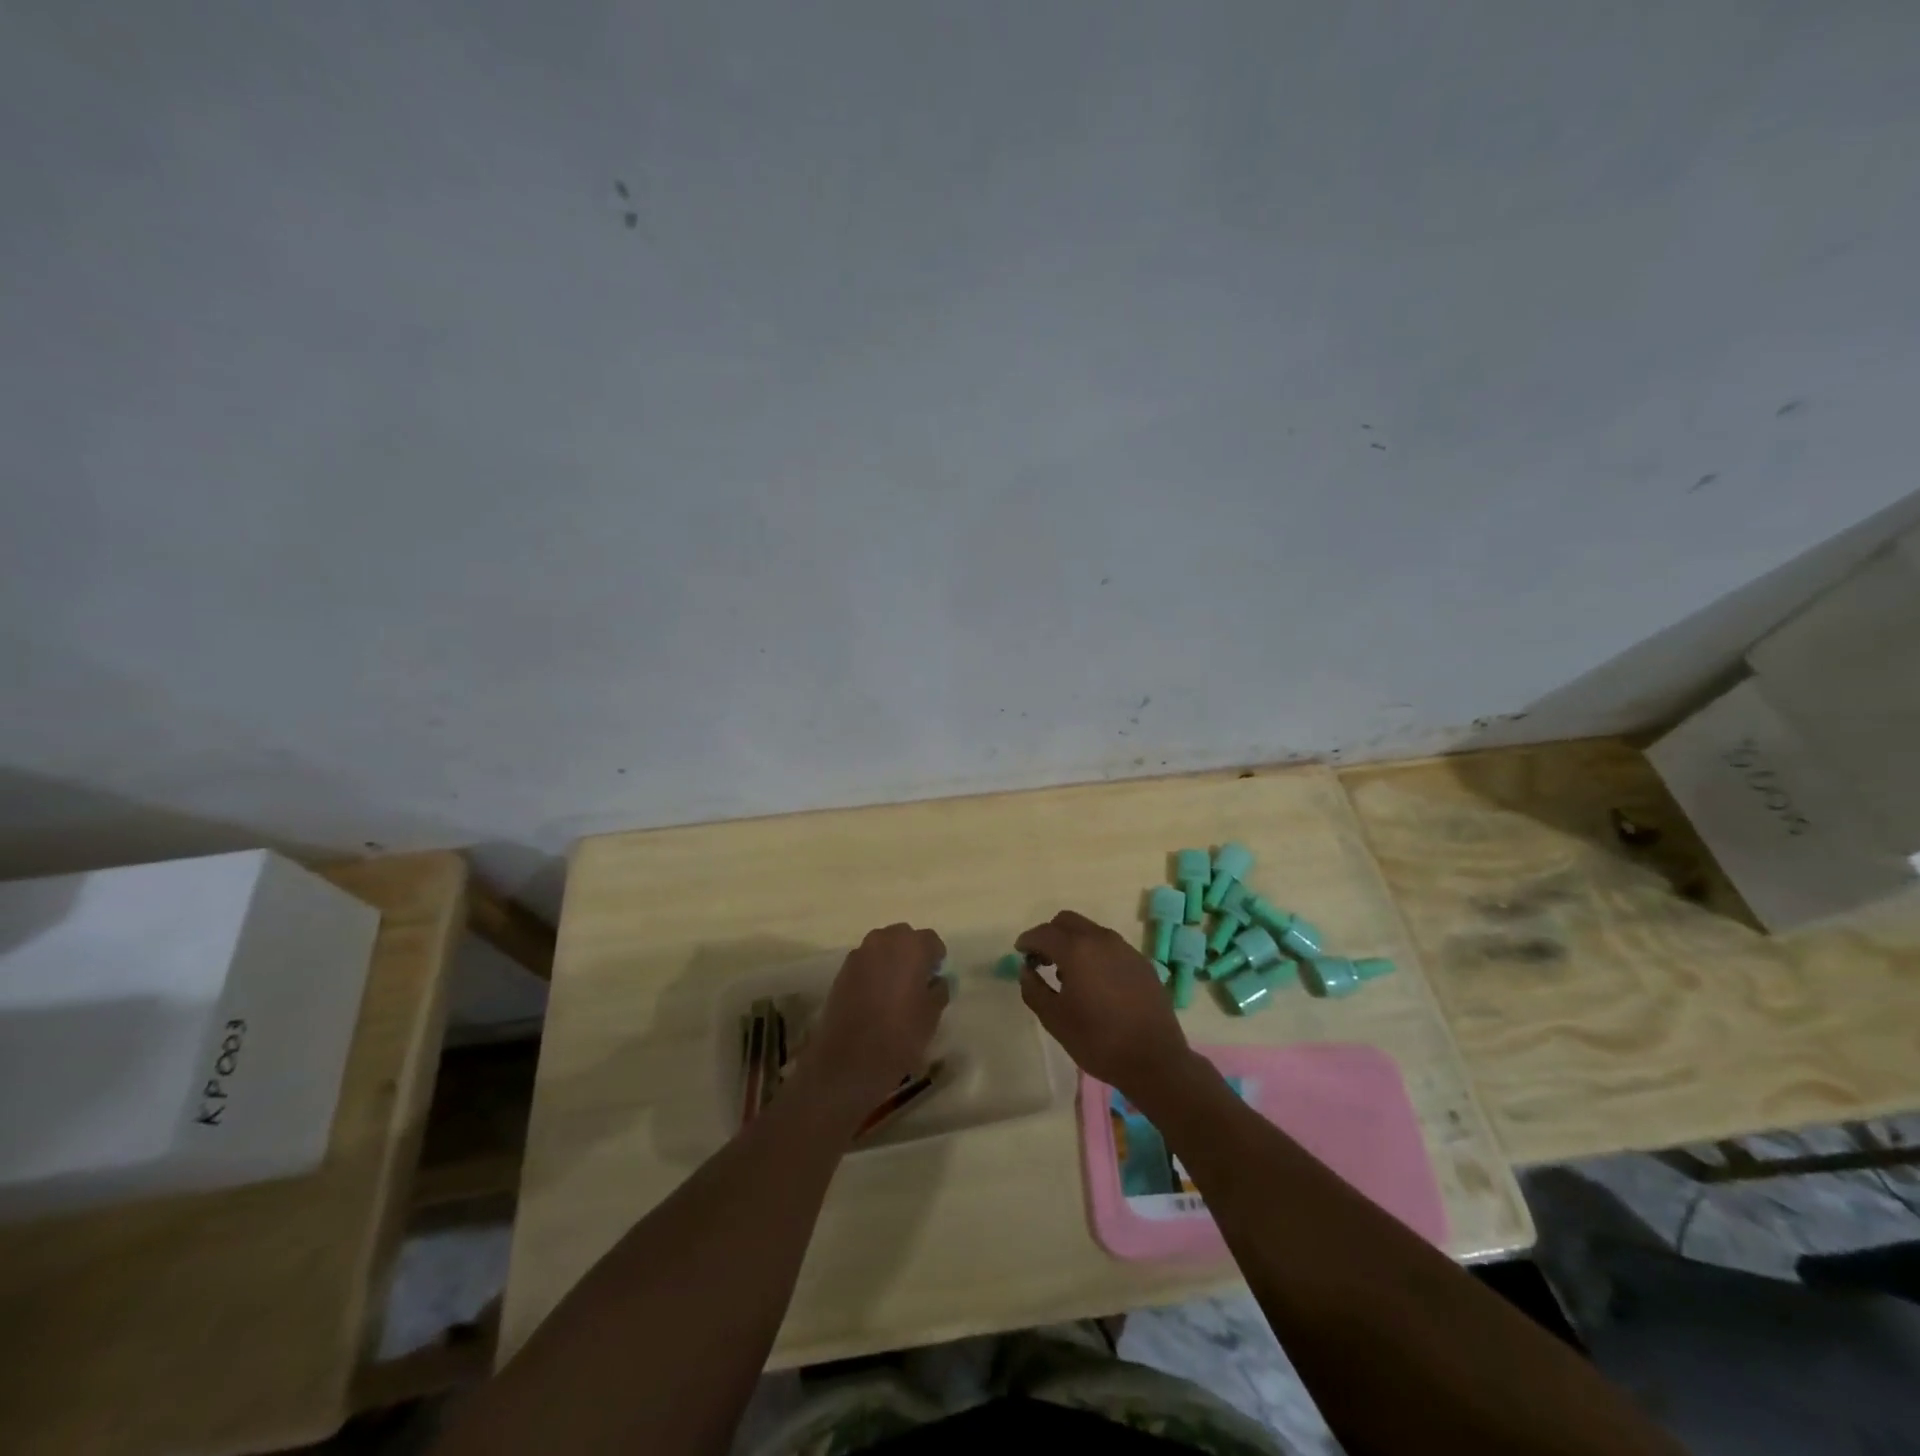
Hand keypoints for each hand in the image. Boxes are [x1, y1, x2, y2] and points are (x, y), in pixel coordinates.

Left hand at [800, 923, 948, 1117]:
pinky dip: (873, 972)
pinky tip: (875, 998)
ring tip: (895, 990)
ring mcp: (859, 954)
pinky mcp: (842, 970)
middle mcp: (884, 940)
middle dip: (912, 953)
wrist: (850, 1060)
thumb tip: (936, 981)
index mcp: (911, 946)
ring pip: (882, 947)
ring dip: (891, 960)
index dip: (936, 958)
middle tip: (917, 981)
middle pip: (904, 937)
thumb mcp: (932, 1014)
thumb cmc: (900, 1034)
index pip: (931, 940)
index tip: (936, 978)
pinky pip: (865, 962)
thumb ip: (939, 989)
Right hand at [1016, 910, 1195, 1101]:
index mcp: (1076, 950)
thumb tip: (1026, 970)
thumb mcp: (1055, 1020)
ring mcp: (1125, 949)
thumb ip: (1033, 989)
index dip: (1027, 940)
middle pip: (1067, 921)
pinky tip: (1095, 982)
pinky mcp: (1141, 962)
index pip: (1044, 933)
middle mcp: (1101, 940)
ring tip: (1068, 974)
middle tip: (1042, 960)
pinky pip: (1110, 946)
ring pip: (1090, 931)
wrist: (1155, 1060)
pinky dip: (1095, 953)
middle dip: (1050, 935)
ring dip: (1073, 942)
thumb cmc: (1098, 1041)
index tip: (1020, 953)